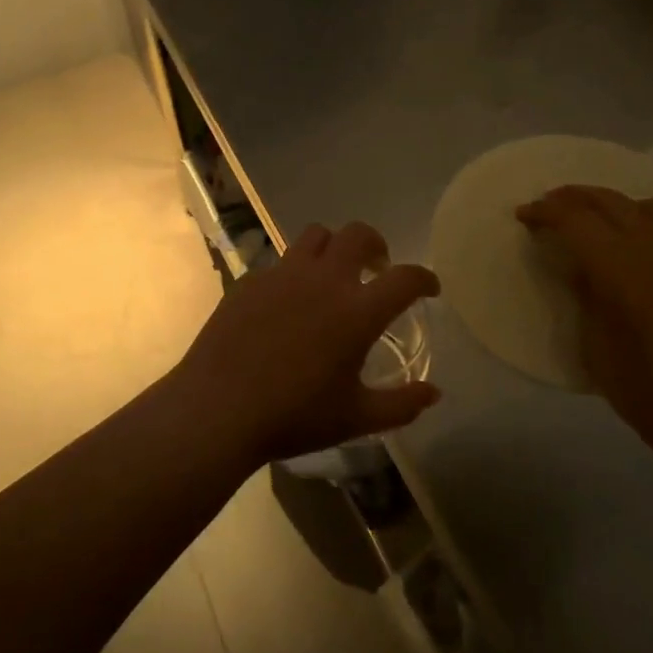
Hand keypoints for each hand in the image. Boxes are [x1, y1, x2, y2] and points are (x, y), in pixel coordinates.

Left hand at [169, 222, 441, 466]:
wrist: (219, 408)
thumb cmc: (294, 416)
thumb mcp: (356, 419)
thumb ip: (401, 405)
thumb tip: (433, 393)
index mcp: (357, 311)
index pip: (405, 278)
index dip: (423, 278)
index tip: (428, 288)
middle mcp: (323, 280)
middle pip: (358, 234)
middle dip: (376, 244)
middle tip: (377, 268)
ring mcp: (283, 274)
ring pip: (316, 235)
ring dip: (333, 247)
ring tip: (332, 274)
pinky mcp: (251, 280)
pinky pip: (280, 261)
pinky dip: (295, 271)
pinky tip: (288, 302)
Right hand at [516, 186, 652, 448]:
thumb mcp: (599, 350)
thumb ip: (586, 298)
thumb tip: (578, 267)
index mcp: (623, 270)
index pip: (575, 219)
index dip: (544, 212)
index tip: (522, 216)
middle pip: (609, 201)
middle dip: (571, 197)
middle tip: (545, 208)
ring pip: (644, 204)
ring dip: (610, 202)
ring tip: (589, 219)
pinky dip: (641, 216)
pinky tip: (631, 241)